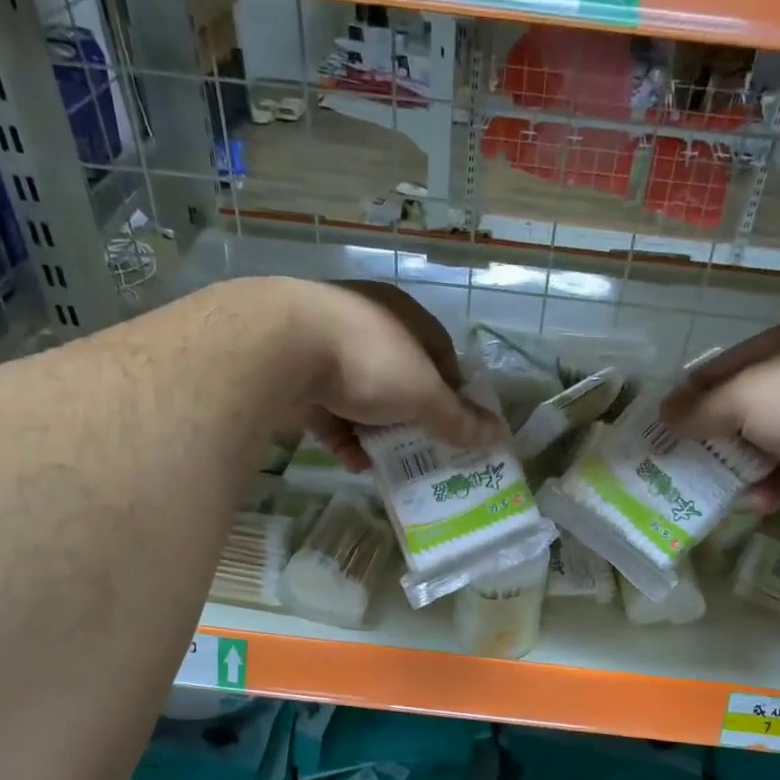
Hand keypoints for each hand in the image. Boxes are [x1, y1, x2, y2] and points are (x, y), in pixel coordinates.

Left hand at [288, 280, 503, 467]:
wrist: (280, 349)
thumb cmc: (369, 360)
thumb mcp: (424, 394)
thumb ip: (459, 419)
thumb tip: (499, 436)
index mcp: (402, 316)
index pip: (440, 353)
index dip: (453, 391)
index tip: (456, 425)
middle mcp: (365, 325)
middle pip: (400, 378)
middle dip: (413, 417)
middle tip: (425, 450)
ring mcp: (326, 349)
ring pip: (363, 398)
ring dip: (378, 432)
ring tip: (392, 464)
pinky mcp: (296, 375)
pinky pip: (330, 412)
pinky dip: (345, 438)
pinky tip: (356, 463)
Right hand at [660, 318, 779, 511]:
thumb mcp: (745, 396)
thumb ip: (701, 408)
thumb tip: (664, 414)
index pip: (723, 369)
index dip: (690, 396)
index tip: (661, 427)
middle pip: (743, 411)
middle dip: (711, 439)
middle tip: (678, 466)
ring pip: (766, 447)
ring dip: (739, 470)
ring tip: (709, 493)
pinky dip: (771, 490)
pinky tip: (754, 504)